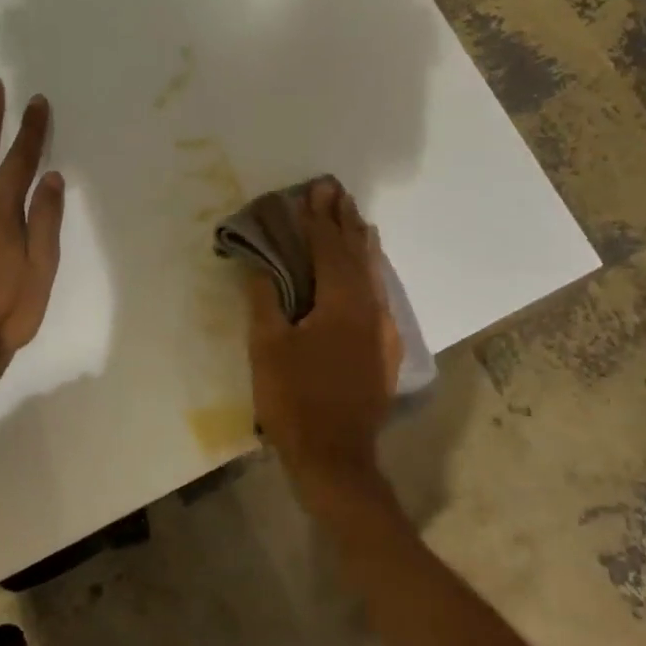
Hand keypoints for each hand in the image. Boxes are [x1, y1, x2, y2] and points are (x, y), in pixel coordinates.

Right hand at [245, 178, 401, 484]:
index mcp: (342, 303)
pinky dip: (370, 273)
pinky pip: (379, 296)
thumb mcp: (267, 347)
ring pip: (374, 274)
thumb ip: (265, 299)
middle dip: (345, 220)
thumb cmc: (294, 399)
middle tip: (336, 191)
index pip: (329, 248)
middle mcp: (370, 308)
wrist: (335, 456)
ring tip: (354, 218)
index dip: (319, 218)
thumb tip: (260, 264)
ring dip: (361, 244)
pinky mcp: (385, 349)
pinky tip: (366, 271)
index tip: (315, 188)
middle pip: (358, 254)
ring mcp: (383, 330)